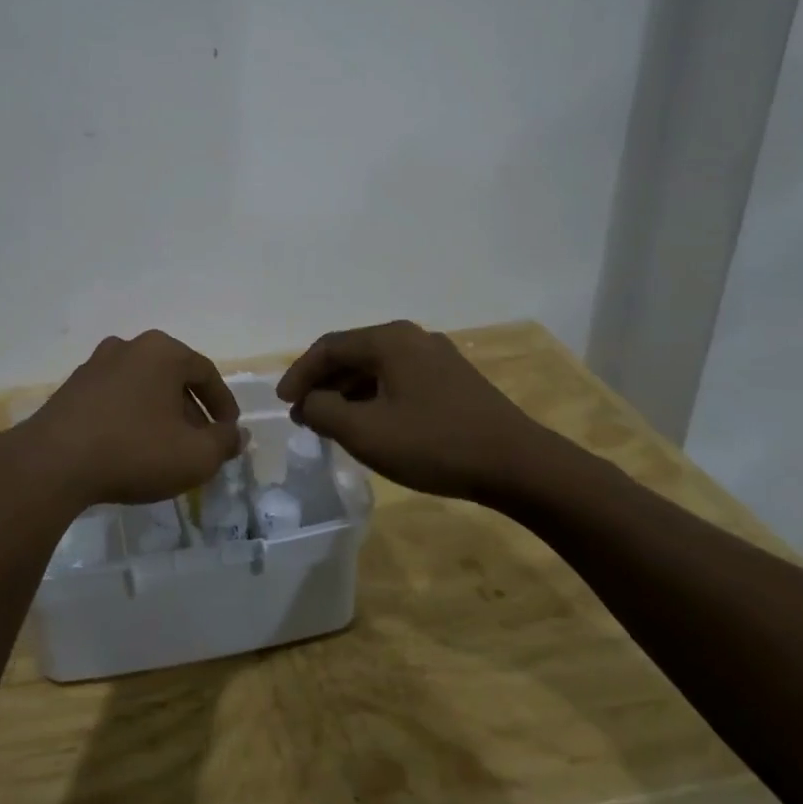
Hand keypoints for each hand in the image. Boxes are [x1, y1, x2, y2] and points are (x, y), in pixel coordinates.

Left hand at [9, 331, 243, 509]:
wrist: (54, 462)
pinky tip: (131, 447)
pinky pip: (116, 398)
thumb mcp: (194, 456)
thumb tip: (236, 434)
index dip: (223, 404)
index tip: (229, 432)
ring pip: (143, 387)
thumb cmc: (134, 451)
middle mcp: (128, 346)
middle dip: (191, 411)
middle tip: (200, 444)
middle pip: (172, 377)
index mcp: (162, 351)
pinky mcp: (72, 387)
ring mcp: (96, 364)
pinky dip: (131, 416)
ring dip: (160, 414)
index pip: (205, 372)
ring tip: (167, 448)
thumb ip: (223, 443)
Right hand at [276, 320, 545, 500]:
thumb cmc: (434, 444)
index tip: (283, 403)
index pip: (328, 348)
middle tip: (303, 414)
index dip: (299, 374)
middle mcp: (411, 338)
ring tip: (331, 423)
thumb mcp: (366, 432)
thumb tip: (308, 403)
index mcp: (389, 340)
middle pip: (352, 354)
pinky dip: (374, 398)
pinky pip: (399, 380)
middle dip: (323, 384)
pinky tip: (371, 424)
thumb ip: (324, 411)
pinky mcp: (453, 380)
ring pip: (376, 369)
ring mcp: (436, 357)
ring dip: (348, 393)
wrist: (518, 465)